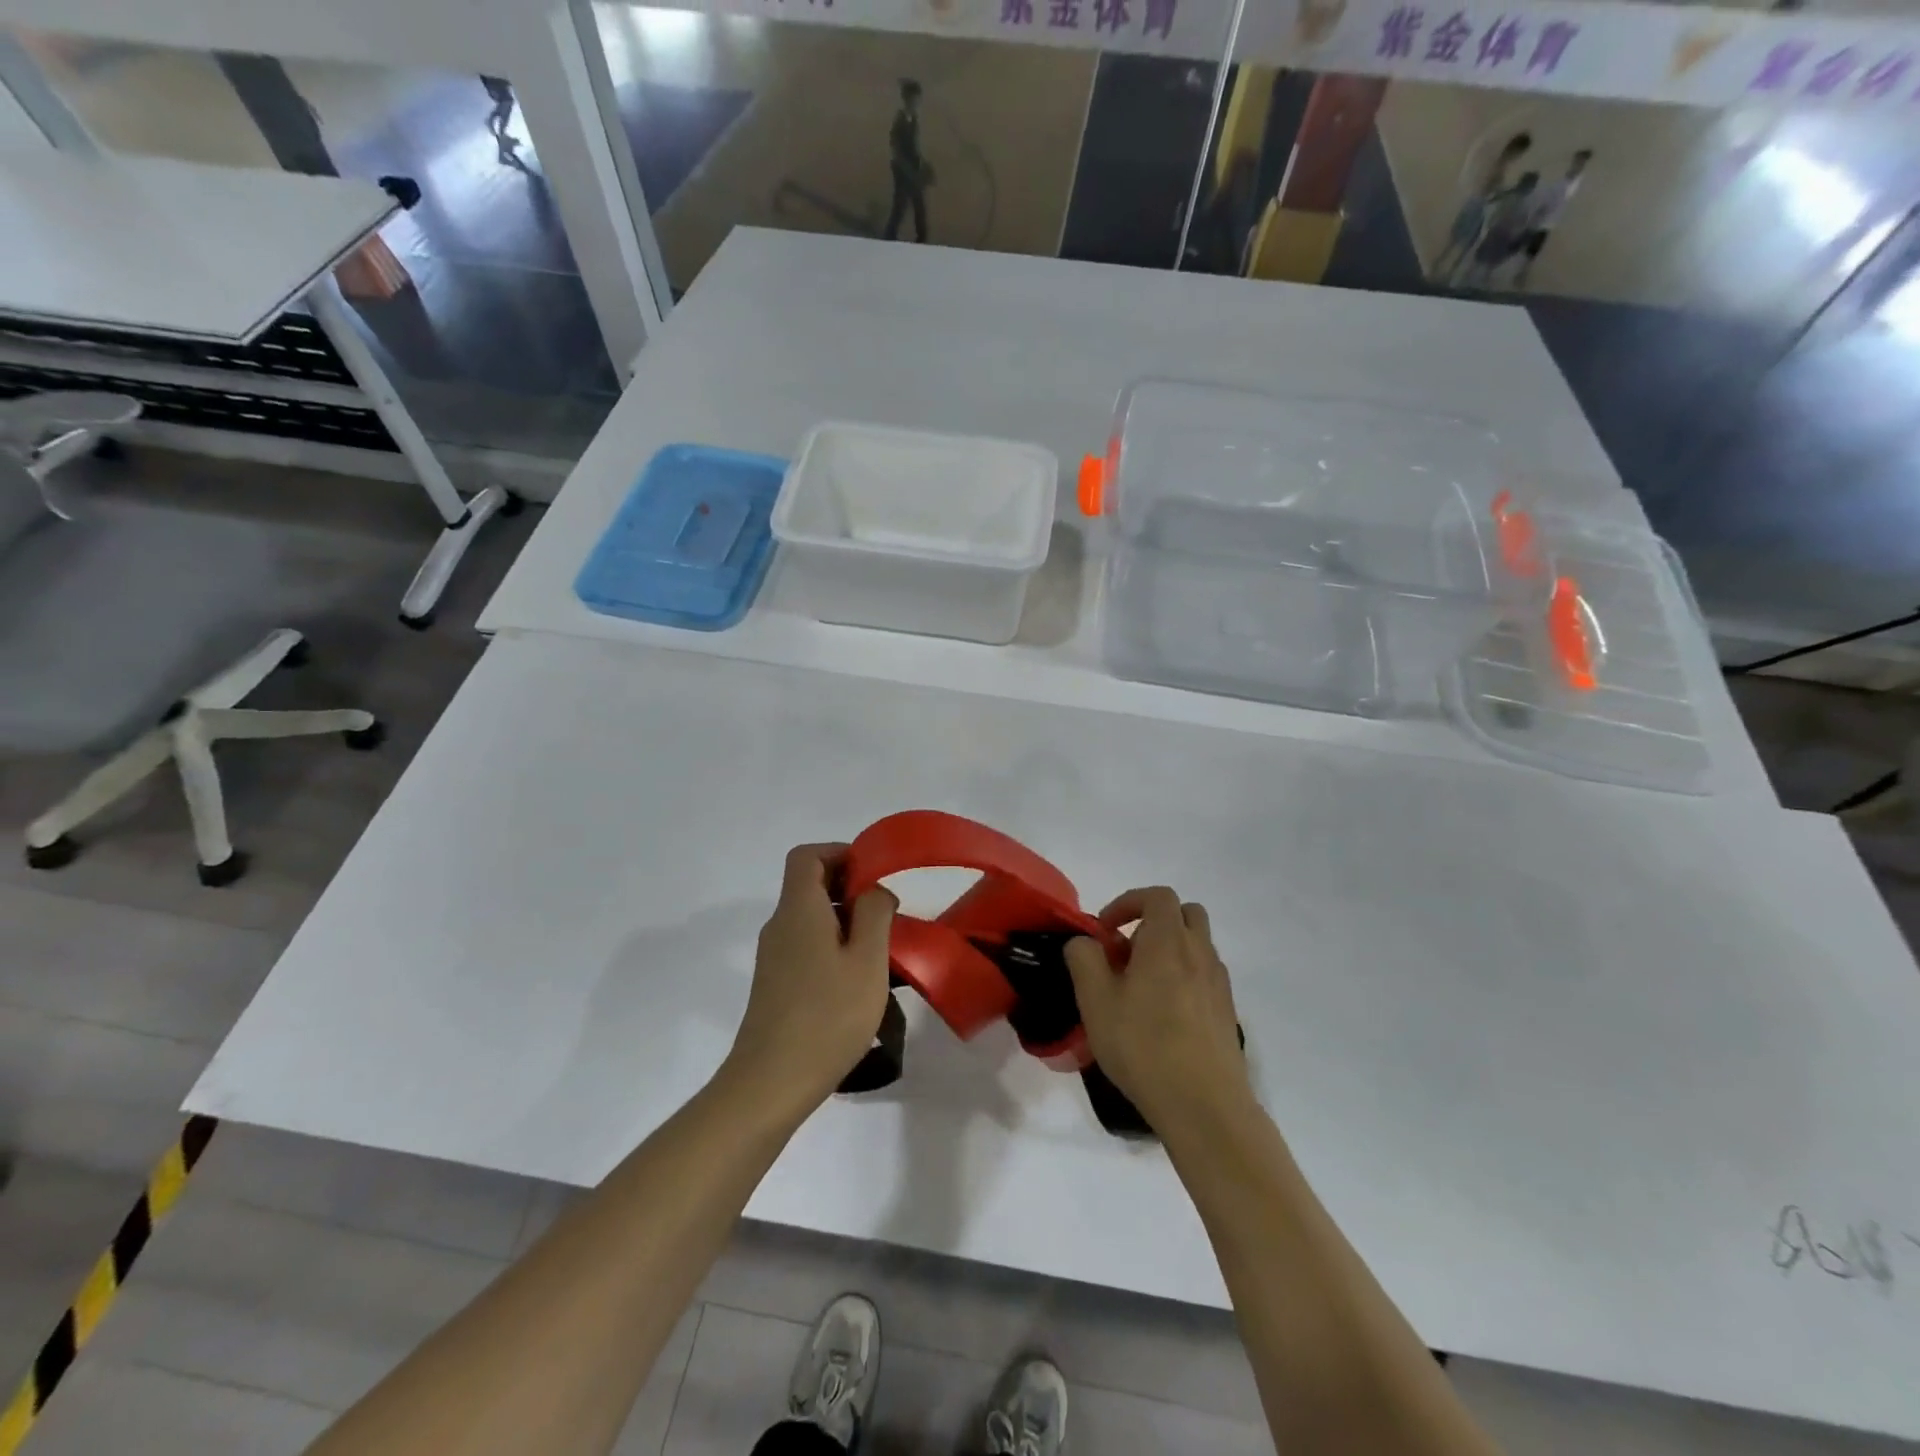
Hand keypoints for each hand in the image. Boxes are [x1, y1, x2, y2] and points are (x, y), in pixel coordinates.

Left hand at [721, 843, 896, 1120]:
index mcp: (798, 910)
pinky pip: (805, 945)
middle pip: (809, 885)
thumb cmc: (827, 1016)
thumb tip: (874, 890)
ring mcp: (773, 956)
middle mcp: (779, 925)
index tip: (874, 874)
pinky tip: (857, 980)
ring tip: (881, 950)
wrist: (770, 1084)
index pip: (807, 856)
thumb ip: (874, 914)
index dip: (840, 852)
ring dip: (845, 920)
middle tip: (887, 914)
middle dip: (850, 888)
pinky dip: (833, 945)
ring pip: (810, 918)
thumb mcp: (868, 961)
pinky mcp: (775, 983)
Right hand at [1065, 887, 1250, 1134]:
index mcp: (1168, 941)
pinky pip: (1204, 975)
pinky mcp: (1227, 1011)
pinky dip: (1183, 976)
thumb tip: (1085, 942)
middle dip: (1153, 921)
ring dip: (1169, 949)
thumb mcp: (1096, 1000)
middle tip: (1126, 952)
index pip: (1157, 896)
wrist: (1205, 1106)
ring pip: (1197, 945)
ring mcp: (1218, 983)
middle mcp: (1199, 952)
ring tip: (1140, 987)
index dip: (1128, 902)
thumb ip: (1084, 959)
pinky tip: (1162, 1014)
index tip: (1104, 930)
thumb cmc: (1143, 1046)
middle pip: (1185, 914)